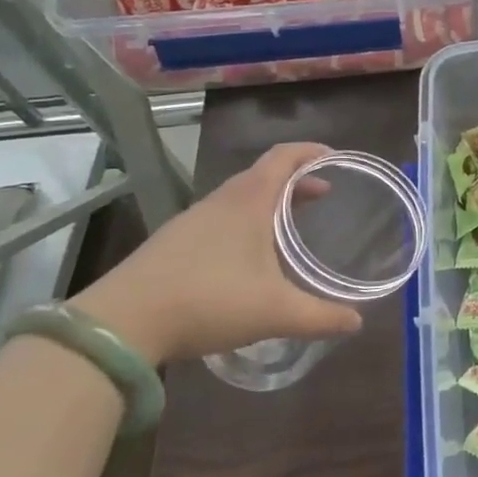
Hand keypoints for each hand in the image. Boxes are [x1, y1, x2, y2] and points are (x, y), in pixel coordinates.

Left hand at [71, 142, 362, 364]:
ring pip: (239, 198)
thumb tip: (356, 323)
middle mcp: (220, 202)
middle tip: (323, 196)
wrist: (121, 324)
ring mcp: (192, 222)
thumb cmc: (208, 301)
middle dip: (296, 181)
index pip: (284, 157)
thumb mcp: (275, 312)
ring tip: (290, 226)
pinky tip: (248, 257)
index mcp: (248, 201)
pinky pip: (220, 219)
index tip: (336, 159)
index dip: (311, 152)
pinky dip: (245, 222)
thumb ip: (320, 317)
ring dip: (269, 202)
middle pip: (263, 175)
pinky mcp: (172, 244)